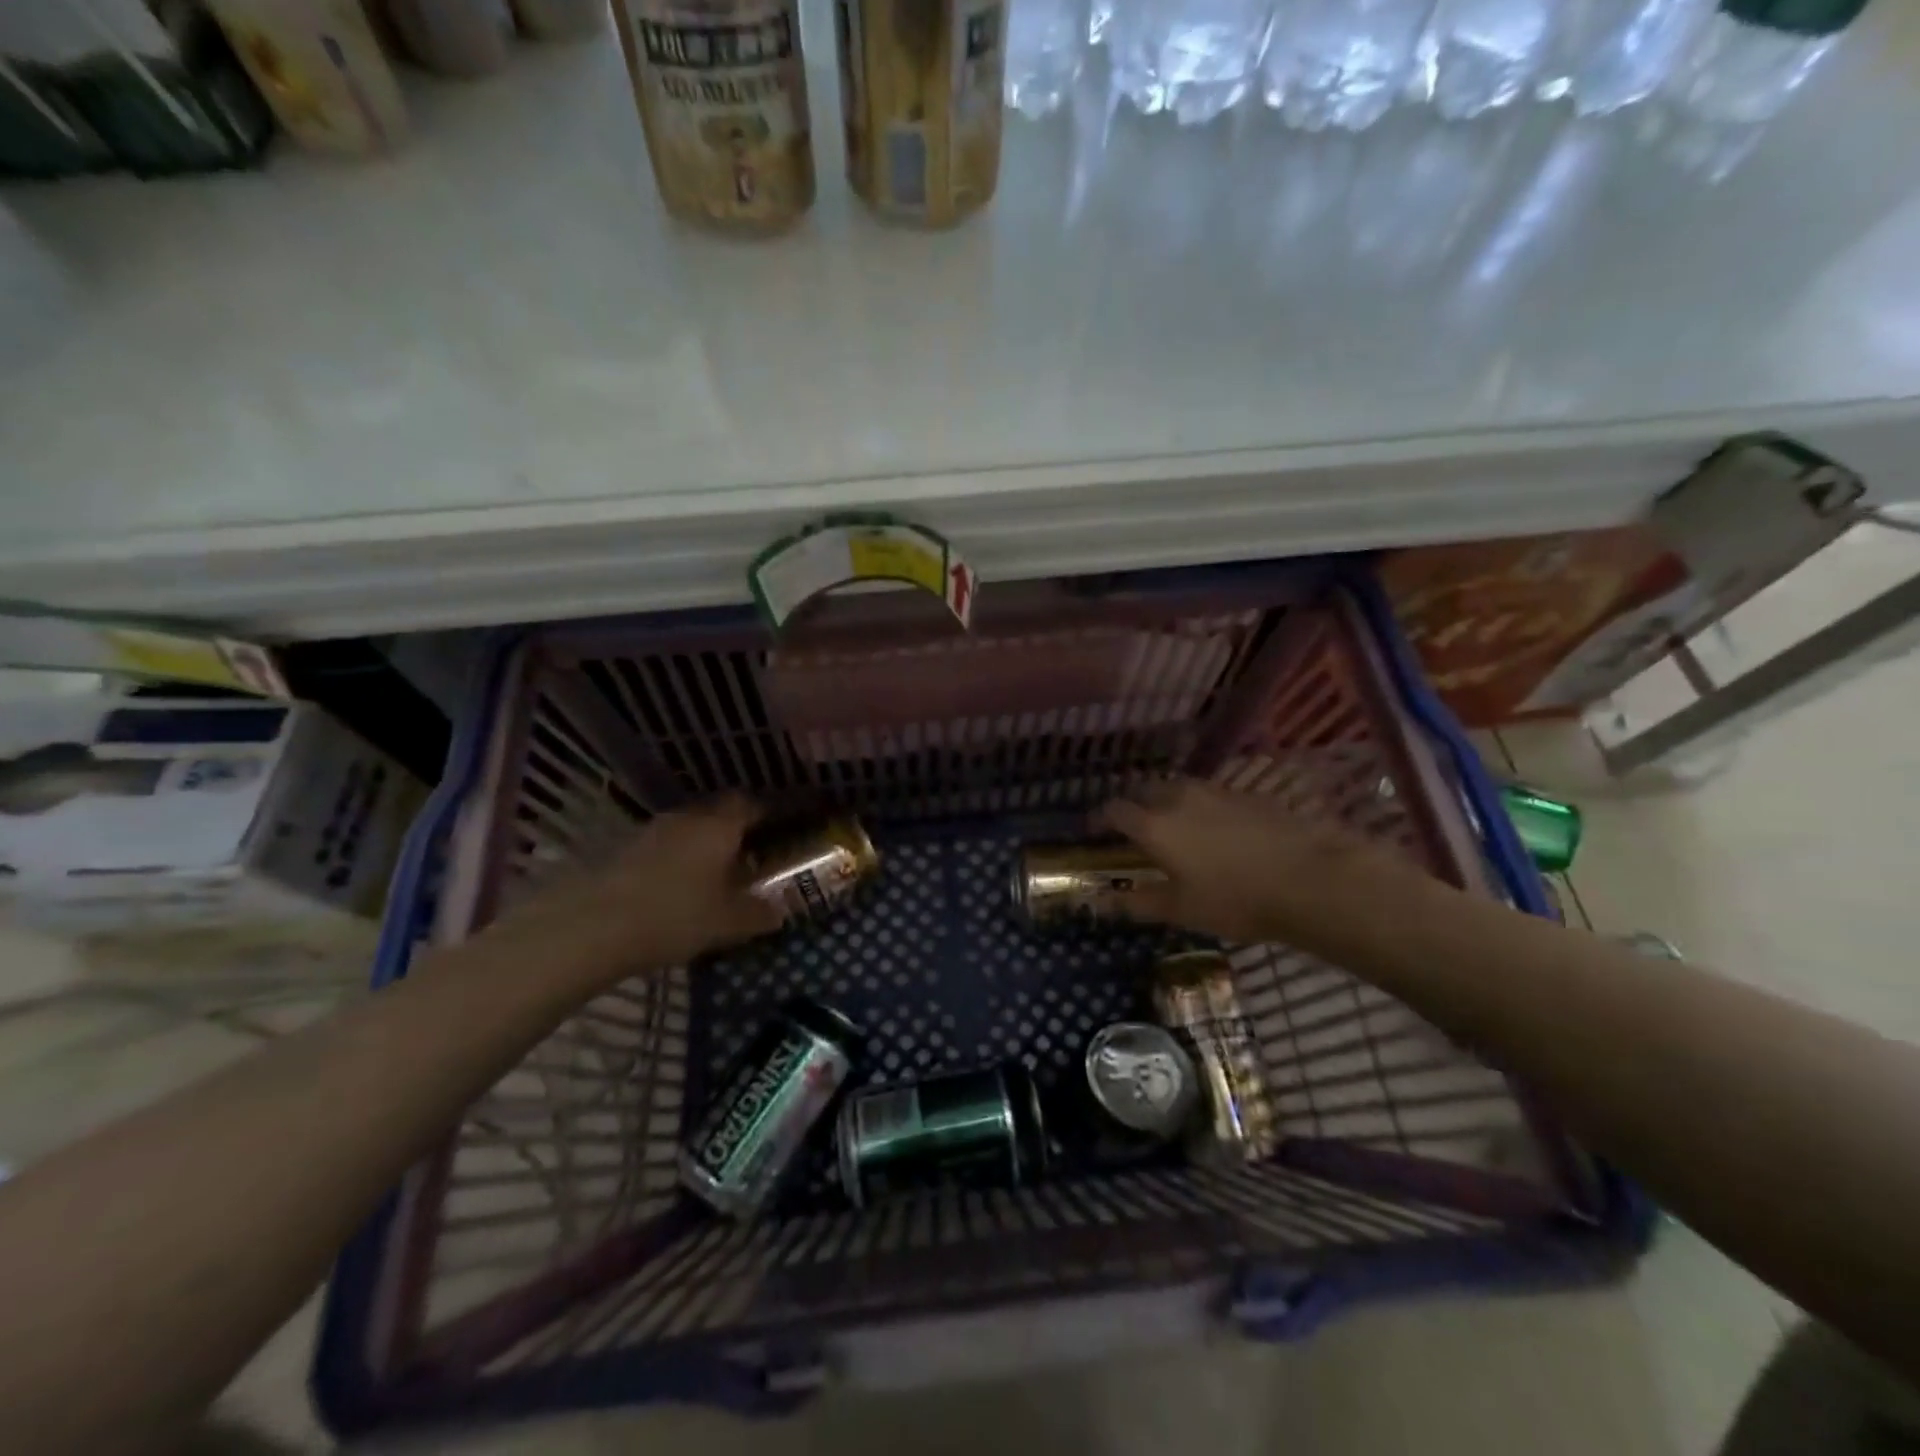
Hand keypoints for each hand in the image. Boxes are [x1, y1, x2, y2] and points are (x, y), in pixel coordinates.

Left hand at [490, 795, 782, 986]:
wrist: (590, 926)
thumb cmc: (674, 915)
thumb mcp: (728, 922)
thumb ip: (759, 913)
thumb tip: (780, 910)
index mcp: (719, 825)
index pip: (752, 803)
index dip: (770, 812)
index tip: (783, 826)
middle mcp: (687, 818)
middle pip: (719, 814)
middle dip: (736, 831)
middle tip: (752, 855)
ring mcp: (650, 831)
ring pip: (689, 831)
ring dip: (703, 847)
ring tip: (715, 876)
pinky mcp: (622, 850)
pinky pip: (663, 848)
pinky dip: (676, 862)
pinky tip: (677, 890)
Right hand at [1096, 778, 1406, 943]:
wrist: (1311, 877)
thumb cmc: (1235, 899)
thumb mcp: (1180, 910)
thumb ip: (1136, 902)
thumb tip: (1099, 902)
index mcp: (1154, 824)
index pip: (1114, 810)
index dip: (1098, 819)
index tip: (1092, 831)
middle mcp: (1179, 797)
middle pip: (1144, 791)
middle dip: (1132, 807)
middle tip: (1133, 830)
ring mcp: (1215, 791)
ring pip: (1178, 789)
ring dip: (1166, 803)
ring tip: (1174, 828)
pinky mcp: (1247, 794)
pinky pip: (1209, 795)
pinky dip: (1199, 807)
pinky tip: (1215, 831)